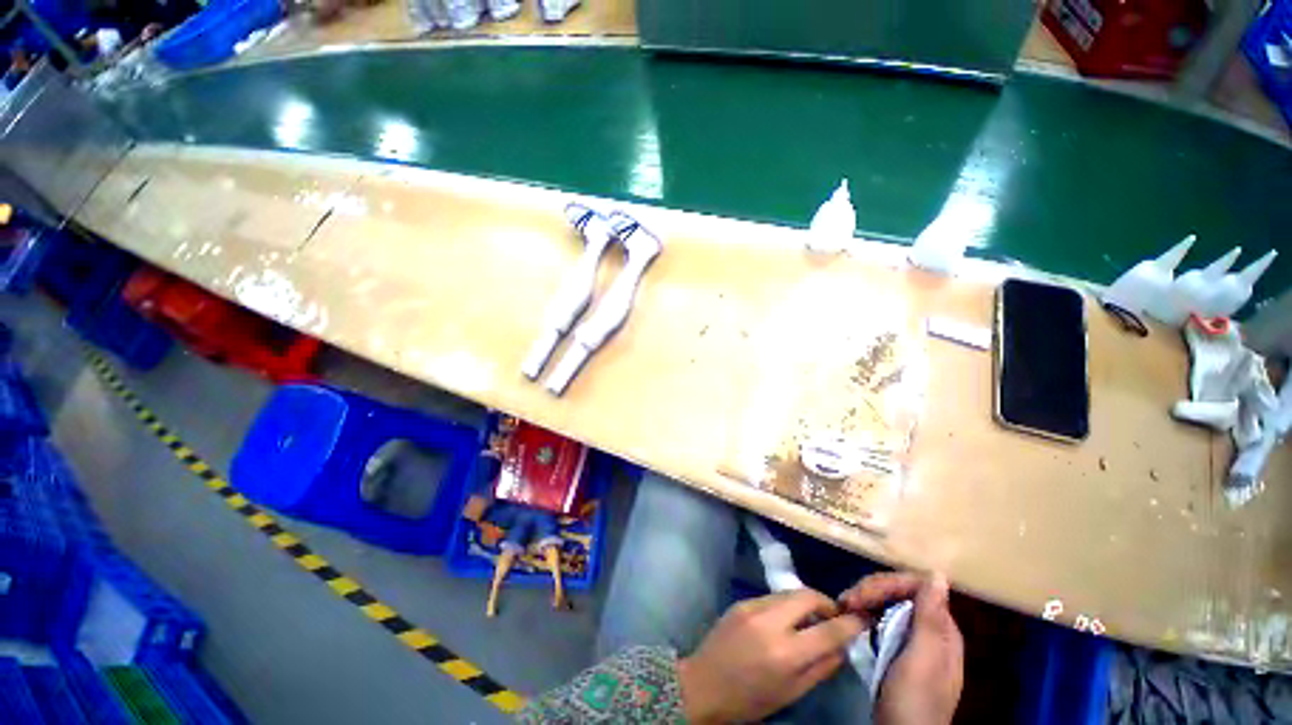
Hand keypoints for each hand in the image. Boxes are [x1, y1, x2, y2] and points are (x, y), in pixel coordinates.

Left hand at [678, 589, 863, 723]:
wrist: (704, 684)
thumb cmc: (750, 699)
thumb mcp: (791, 693)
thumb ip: (821, 668)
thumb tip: (842, 646)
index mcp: (786, 653)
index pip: (829, 630)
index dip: (850, 623)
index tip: (862, 619)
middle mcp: (771, 622)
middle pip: (808, 596)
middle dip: (826, 603)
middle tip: (833, 617)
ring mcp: (753, 606)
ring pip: (789, 593)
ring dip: (805, 602)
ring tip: (810, 620)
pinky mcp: (741, 601)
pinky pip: (771, 597)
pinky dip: (785, 605)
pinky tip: (784, 621)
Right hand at [842, 573, 962, 724]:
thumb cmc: (914, 699)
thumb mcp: (922, 660)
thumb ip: (930, 618)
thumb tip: (937, 573)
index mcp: (943, 631)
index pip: (917, 587)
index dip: (887, 583)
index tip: (859, 594)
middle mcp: (931, 631)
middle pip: (901, 593)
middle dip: (872, 590)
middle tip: (845, 600)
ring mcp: (914, 642)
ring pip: (890, 604)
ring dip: (866, 599)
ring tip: (843, 606)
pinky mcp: (898, 651)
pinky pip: (883, 620)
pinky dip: (866, 613)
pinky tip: (852, 617)